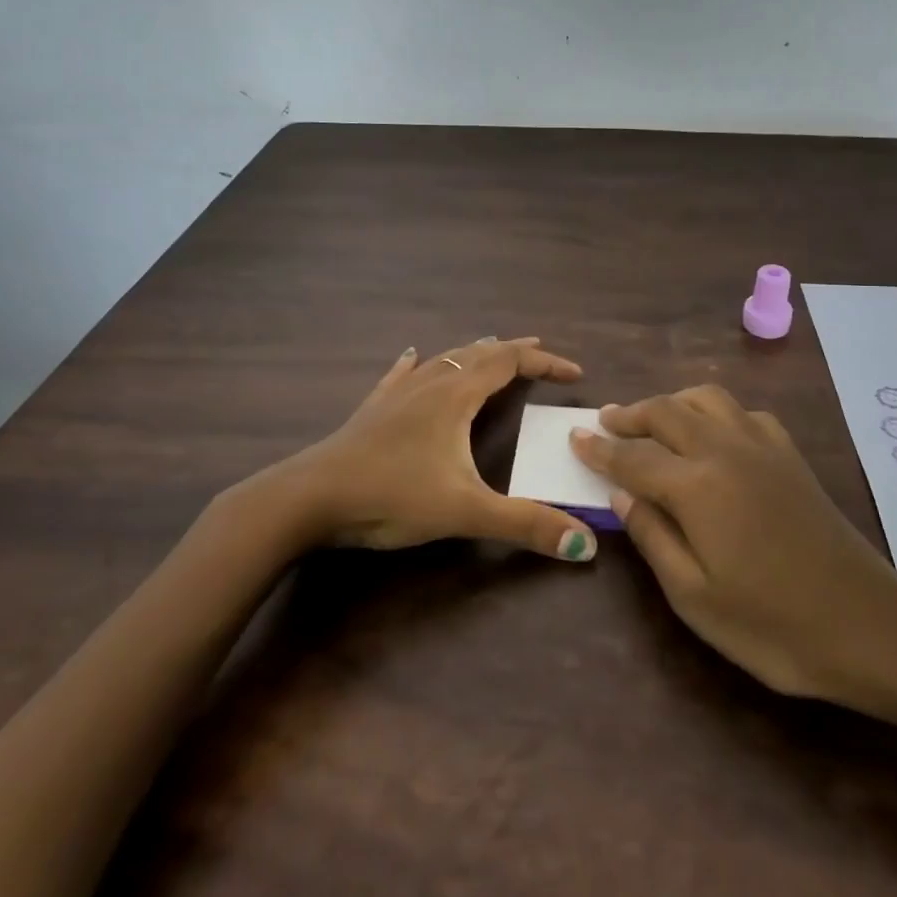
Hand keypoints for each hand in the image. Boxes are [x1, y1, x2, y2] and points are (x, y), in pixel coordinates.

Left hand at [267, 336, 599, 561]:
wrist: (311, 497)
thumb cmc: (392, 496)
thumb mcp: (465, 512)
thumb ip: (525, 525)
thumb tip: (585, 545)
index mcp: (456, 396)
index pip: (510, 363)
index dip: (545, 363)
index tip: (574, 374)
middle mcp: (430, 383)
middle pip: (479, 353)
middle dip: (514, 351)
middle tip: (539, 352)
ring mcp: (397, 393)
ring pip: (443, 359)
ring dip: (473, 353)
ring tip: (491, 351)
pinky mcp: (373, 409)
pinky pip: (401, 374)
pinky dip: (419, 363)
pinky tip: (411, 356)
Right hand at [570, 385, 896, 709]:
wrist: (867, 625)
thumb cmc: (772, 625)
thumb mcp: (694, 597)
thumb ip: (653, 537)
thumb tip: (621, 495)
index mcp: (696, 486)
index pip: (633, 456)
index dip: (600, 447)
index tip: (575, 436)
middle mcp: (725, 450)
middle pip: (667, 412)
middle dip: (631, 414)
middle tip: (606, 421)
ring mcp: (763, 447)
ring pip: (707, 398)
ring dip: (673, 402)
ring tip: (654, 420)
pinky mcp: (790, 455)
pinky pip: (744, 413)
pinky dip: (716, 412)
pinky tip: (714, 434)